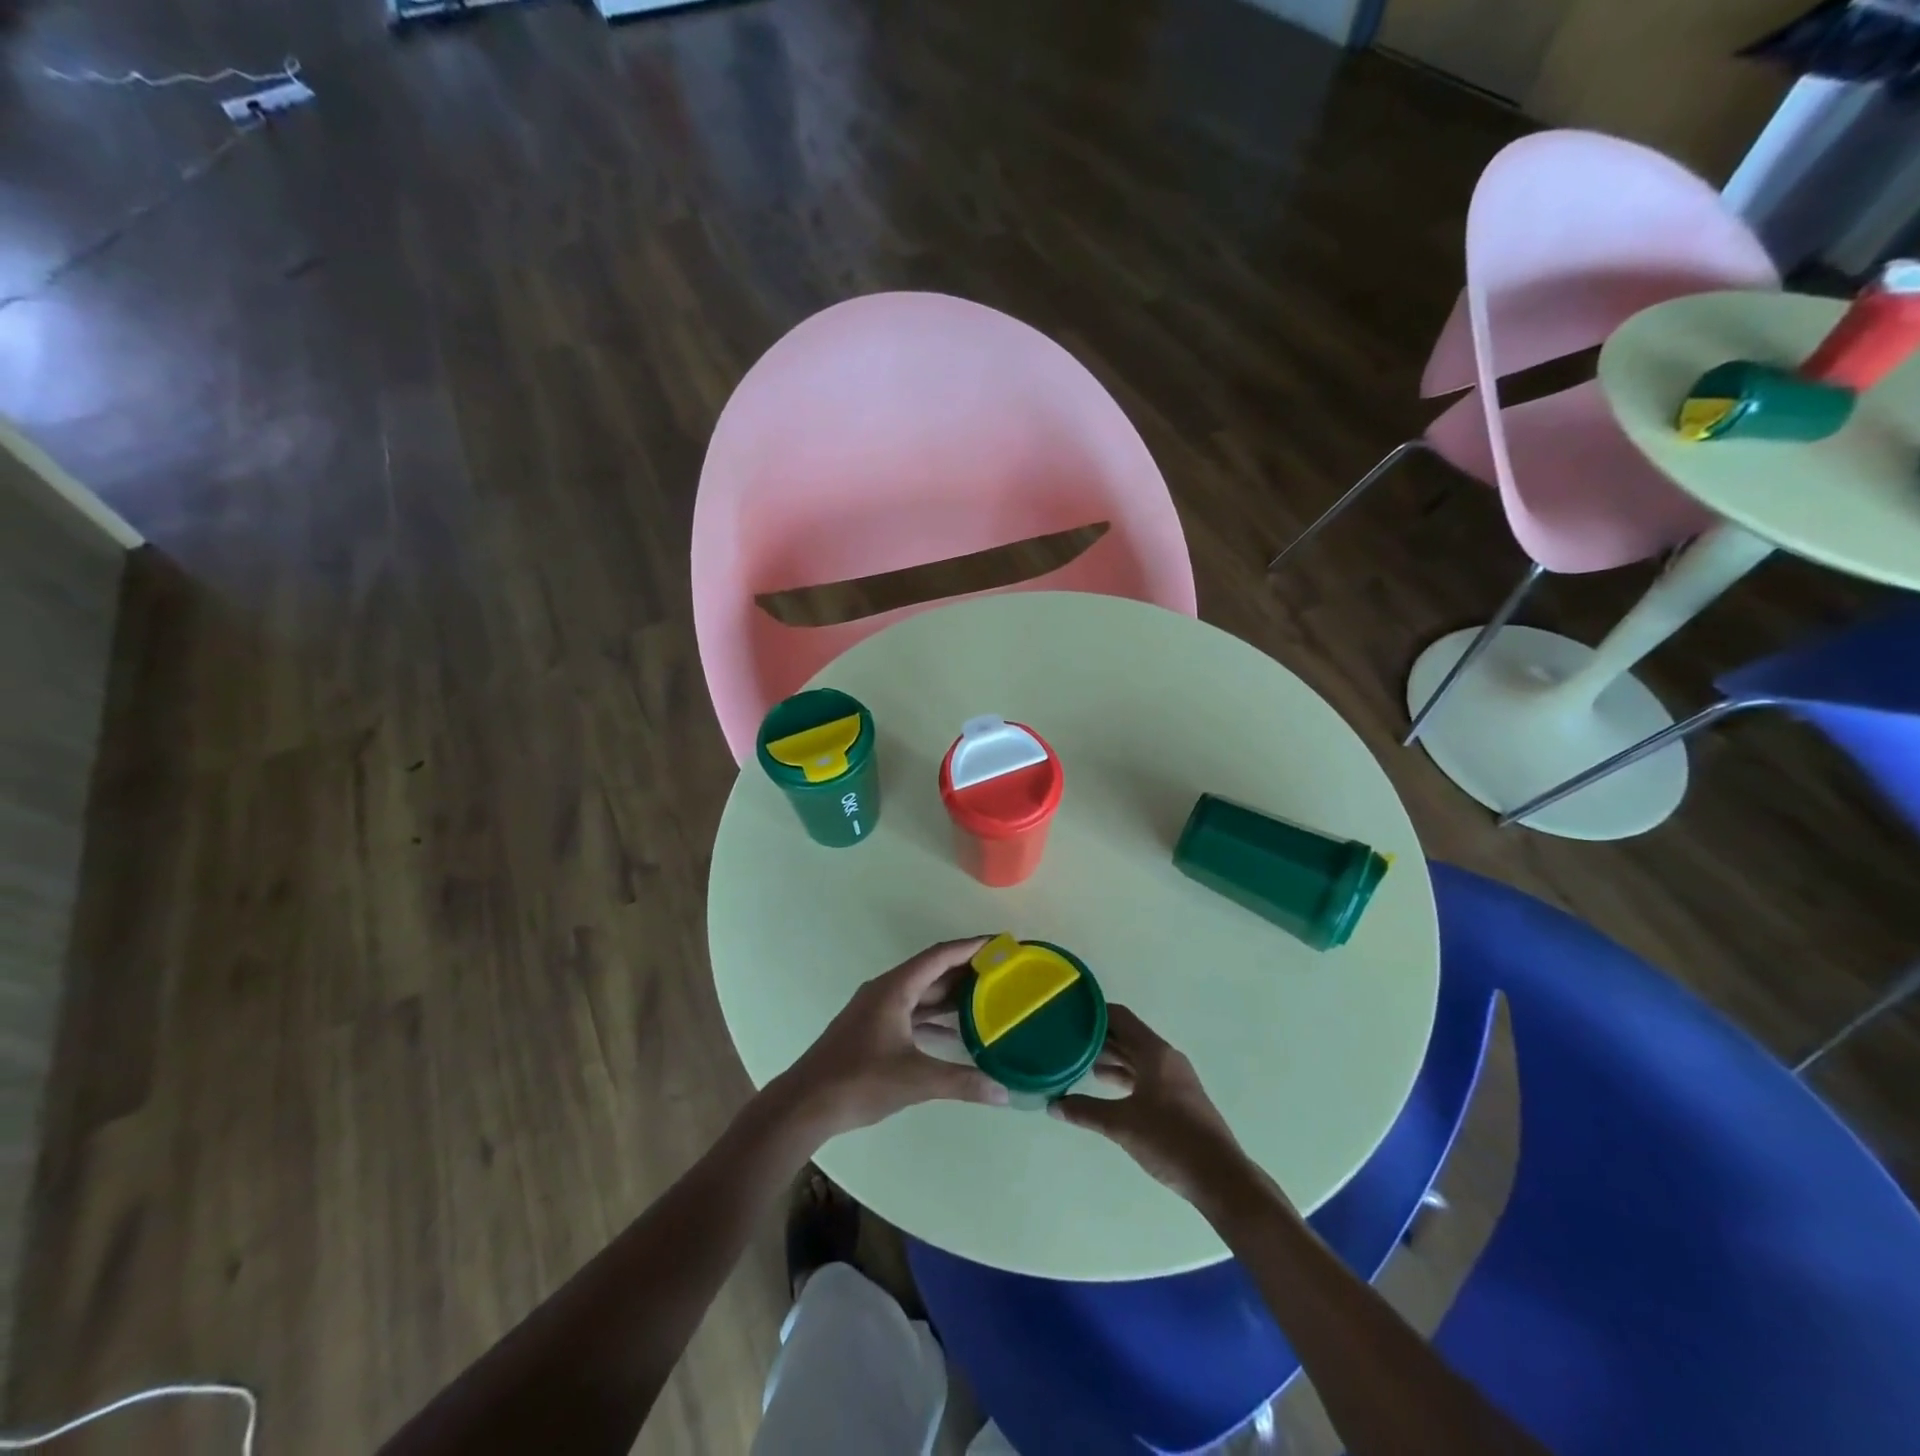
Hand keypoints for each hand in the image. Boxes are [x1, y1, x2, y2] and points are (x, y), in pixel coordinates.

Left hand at [778, 937, 1009, 1138]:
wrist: (805, 1104)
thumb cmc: (859, 1081)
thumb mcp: (915, 1080)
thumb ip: (961, 1082)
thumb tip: (1004, 1093)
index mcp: (895, 988)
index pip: (939, 956)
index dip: (970, 947)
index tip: (999, 943)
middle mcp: (886, 991)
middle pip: (931, 972)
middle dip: (966, 970)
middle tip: (1002, 972)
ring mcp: (877, 1010)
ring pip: (921, 994)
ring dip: (950, 995)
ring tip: (986, 998)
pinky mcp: (872, 1030)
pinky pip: (911, 1013)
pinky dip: (934, 1018)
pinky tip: (955, 1033)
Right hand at [1050, 1004, 1257, 1207]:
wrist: (1220, 1178)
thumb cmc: (1170, 1140)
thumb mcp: (1122, 1124)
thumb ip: (1085, 1111)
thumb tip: (1052, 1105)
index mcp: (1155, 1052)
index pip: (1120, 1017)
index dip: (1094, 1012)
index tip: (1069, 1014)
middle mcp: (1166, 1058)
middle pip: (1128, 1036)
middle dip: (1098, 1037)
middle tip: (1066, 1039)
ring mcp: (1174, 1078)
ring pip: (1136, 1057)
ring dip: (1110, 1057)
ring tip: (1079, 1062)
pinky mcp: (1178, 1099)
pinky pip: (1145, 1075)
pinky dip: (1124, 1076)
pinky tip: (1105, 1087)